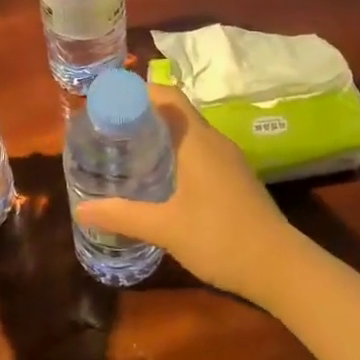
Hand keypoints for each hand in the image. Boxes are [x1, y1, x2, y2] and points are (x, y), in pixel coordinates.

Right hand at [72, 83, 313, 305]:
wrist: (279, 266)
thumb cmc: (219, 238)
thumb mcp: (165, 228)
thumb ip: (123, 216)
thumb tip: (81, 210)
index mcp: (196, 140)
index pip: (166, 96)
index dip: (136, 93)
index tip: (106, 103)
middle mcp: (214, 141)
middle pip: (175, 112)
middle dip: (142, 115)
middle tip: (108, 130)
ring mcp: (228, 159)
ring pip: (189, 133)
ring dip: (160, 135)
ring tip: (126, 151)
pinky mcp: (235, 177)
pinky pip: (200, 151)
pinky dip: (176, 153)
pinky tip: (160, 178)